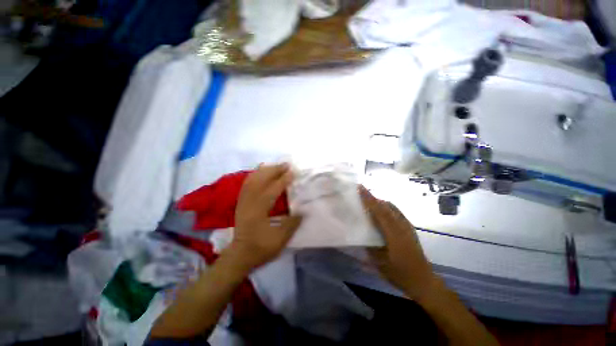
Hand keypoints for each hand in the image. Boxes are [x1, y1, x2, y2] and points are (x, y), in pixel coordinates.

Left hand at [225, 164, 301, 272]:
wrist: (239, 255)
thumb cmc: (260, 248)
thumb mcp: (280, 240)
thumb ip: (292, 224)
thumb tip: (303, 211)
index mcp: (258, 211)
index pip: (272, 190)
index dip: (283, 180)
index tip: (293, 172)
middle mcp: (249, 203)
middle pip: (261, 181)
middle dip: (274, 170)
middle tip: (286, 164)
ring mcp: (243, 201)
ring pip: (252, 180)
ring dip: (265, 170)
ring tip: (276, 165)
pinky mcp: (241, 202)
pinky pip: (247, 184)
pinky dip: (254, 175)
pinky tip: (261, 172)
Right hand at [360, 186, 439, 300]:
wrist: (424, 281)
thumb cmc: (401, 274)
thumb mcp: (380, 263)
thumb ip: (369, 247)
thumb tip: (359, 235)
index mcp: (394, 234)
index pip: (379, 212)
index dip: (369, 199)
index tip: (360, 188)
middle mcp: (402, 226)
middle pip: (386, 206)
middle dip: (373, 198)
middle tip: (361, 193)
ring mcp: (407, 226)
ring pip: (392, 208)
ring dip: (380, 202)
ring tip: (369, 201)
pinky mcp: (410, 229)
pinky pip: (396, 212)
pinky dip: (386, 208)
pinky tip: (381, 213)